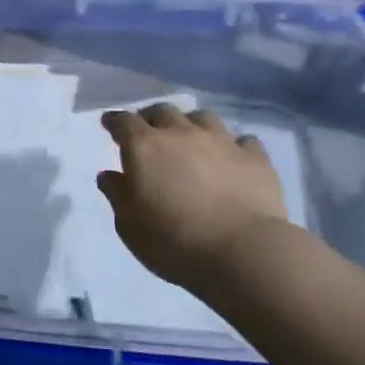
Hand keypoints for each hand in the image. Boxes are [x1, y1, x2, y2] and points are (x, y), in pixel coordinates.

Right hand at [98, 104, 288, 290]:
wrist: (244, 253)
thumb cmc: (174, 242)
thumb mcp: (130, 226)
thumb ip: (117, 195)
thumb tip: (108, 175)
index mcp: (144, 147)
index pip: (123, 121)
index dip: (114, 121)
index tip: (109, 125)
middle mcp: (180, 134)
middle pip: (162, 111)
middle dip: (151, 118)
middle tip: (149, 133)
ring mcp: (221, 142)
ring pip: (202, 117)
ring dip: (191, 125)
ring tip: (191, 140)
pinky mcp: (255, 158)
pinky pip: (243, 140)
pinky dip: (233, 145)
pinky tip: (232, 158)